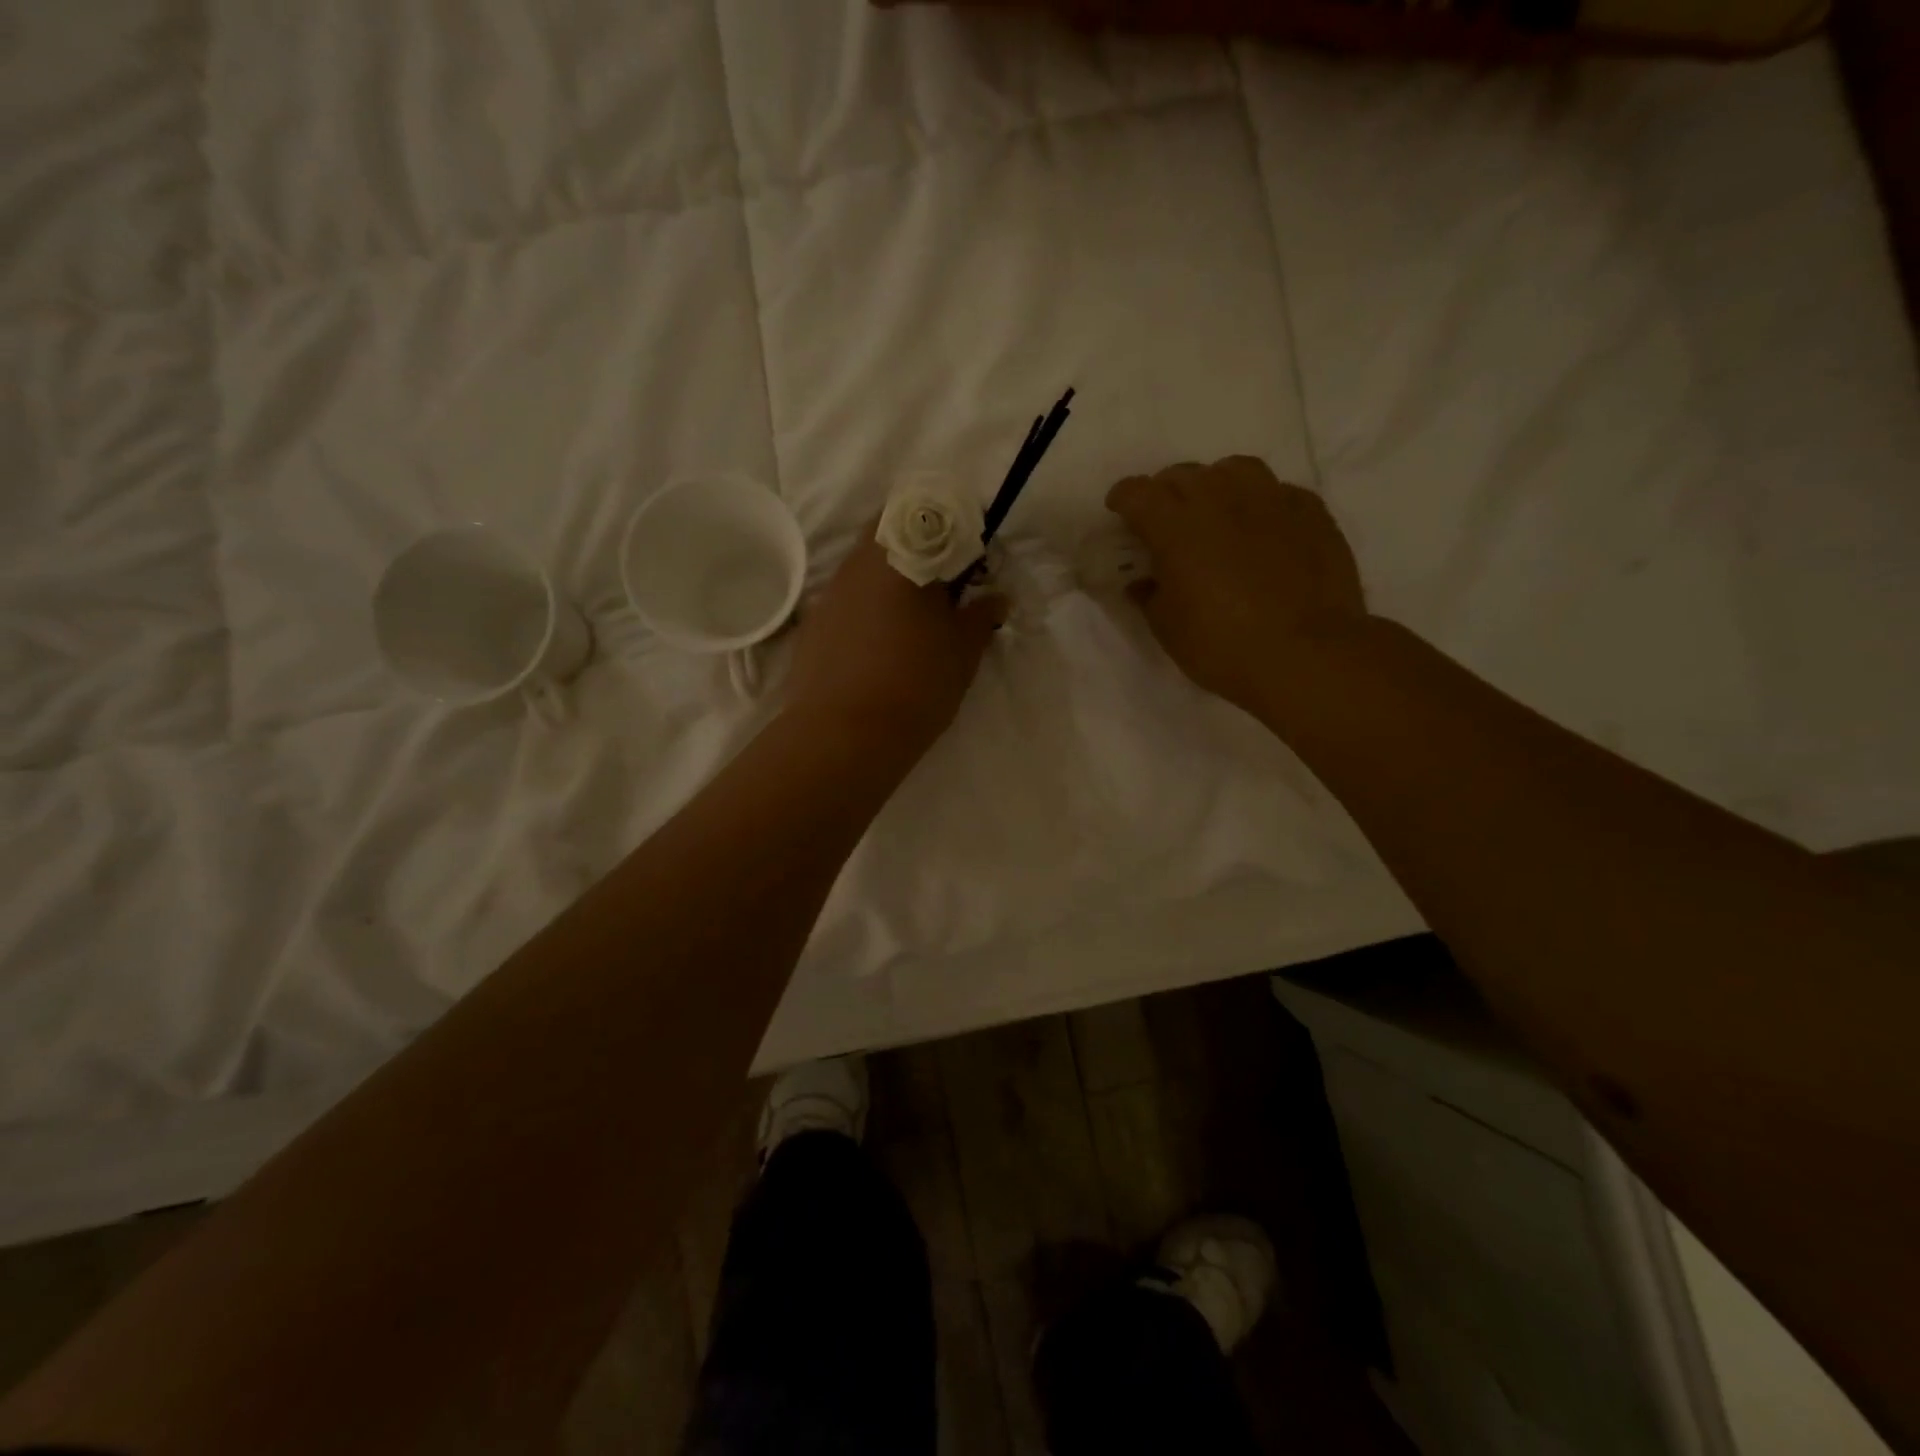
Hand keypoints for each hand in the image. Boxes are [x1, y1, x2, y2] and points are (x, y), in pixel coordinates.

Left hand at [787, 531, 1005, 758]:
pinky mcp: (812, 624)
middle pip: (890, 531)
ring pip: (865, 565)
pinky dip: (867, 607)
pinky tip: (880, 644)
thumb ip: (981, 616)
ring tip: (914, 619)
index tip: (971, 558)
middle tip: (945, 587)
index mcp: (900, 555)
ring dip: (891, 578)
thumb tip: (997, 597)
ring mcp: (829, 593)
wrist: (843, 736)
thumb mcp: (962, 651)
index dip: (954, 527)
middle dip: (920, 548)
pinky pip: (846, 599)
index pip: (929, 511)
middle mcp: (858, 562)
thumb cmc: (915, 683)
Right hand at [1106, 456, 1369, 718]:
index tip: (1120, 512)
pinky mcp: (1311, 511)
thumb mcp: (1168, 629)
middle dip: (1166, 492)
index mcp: (1176, 526)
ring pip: (1234, 470)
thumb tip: (1143, 582)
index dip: (1123, 499)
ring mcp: (1270, 499)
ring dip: (1215, 486)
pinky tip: (1262, 529)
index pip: (1138, 492)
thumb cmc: (1223, 646)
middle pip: (1183, 475)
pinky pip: (1277, 492)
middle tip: (1165, 520)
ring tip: (1216, 512)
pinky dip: (1260, 504)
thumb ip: (1150, 596)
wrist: (1307, 655)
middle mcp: (1220, 498)